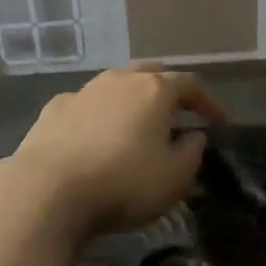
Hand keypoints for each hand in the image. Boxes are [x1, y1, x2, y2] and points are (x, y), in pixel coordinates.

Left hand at [8, 67, 226, 239]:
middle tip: (179, 115)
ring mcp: (83, 91)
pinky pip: (86, 106)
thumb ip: (192, 153)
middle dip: (169, 92)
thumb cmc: (122, 183)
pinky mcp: (53, 110)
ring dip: (131, 102)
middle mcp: (119, 80)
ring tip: (137, 127)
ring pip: (116, 86)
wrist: (46, 191)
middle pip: (151, 74)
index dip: (209, 102)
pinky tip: (96, 138)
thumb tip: (194, 136)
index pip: (190, 84)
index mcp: (154, 90)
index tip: (220, 123)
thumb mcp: (175, 178)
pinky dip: (99, 116)